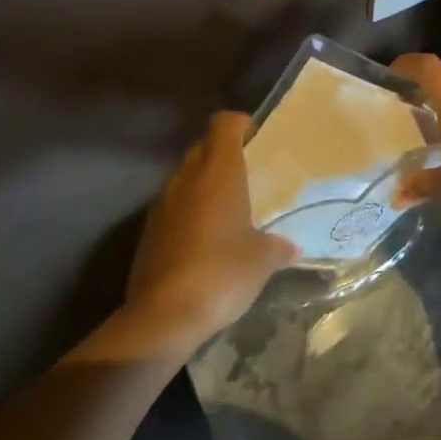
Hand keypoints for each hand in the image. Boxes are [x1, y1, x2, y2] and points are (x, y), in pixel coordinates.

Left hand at [124, 113, 297, 342]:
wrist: (163, 316)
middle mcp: (187, 178)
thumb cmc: (222, 272)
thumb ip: (279, 247)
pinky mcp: (148, 231)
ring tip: (230, 207)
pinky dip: (190, 210)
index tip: (258, 138)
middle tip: (250, 173)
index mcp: (219, 172)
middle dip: (224, 153)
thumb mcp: (263, 260)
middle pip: (204, 146)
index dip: (242, 124)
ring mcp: (162, 204)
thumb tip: (292, 249)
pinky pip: (173, 206)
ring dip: (205, 183)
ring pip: (186, 177)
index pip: (224, 123)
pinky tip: (207, 237)